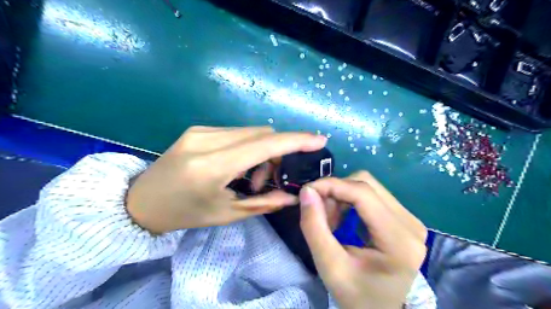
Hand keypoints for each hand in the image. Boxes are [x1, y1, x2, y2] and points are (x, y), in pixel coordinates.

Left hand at [125, 126, 325, 234]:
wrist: (141, 201)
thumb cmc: (185, 214)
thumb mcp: (226, 214)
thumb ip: (263, 202)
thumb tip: (293, 196)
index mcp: (212, 166)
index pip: (264, 145)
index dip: (295, 141)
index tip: (319, 140)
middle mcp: (207, 140)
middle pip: (261, 134)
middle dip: (278, 153)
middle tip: (272, 178)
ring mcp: (201, 130)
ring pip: (251, 132)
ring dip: (262, 151)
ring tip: (250, 176)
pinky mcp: (198, 129)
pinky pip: (237, 133)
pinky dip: (248, 147)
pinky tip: (237, 165)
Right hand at [299, 172, 427, 308]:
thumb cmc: (356, 296)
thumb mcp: (329, 266)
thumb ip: (314, 227)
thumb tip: (307, 190)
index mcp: (399, 241)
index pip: (363, 193)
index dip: (332, 185)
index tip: (307, 191)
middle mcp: (411, 224)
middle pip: (366, 184)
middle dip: (336, 191)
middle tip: (319, 211)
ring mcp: (410, 219)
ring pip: (369, 186)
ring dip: (342, 195)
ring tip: (330, 219)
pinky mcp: (404, 218)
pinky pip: (373, 195)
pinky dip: (351, 200)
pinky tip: (343, 218)